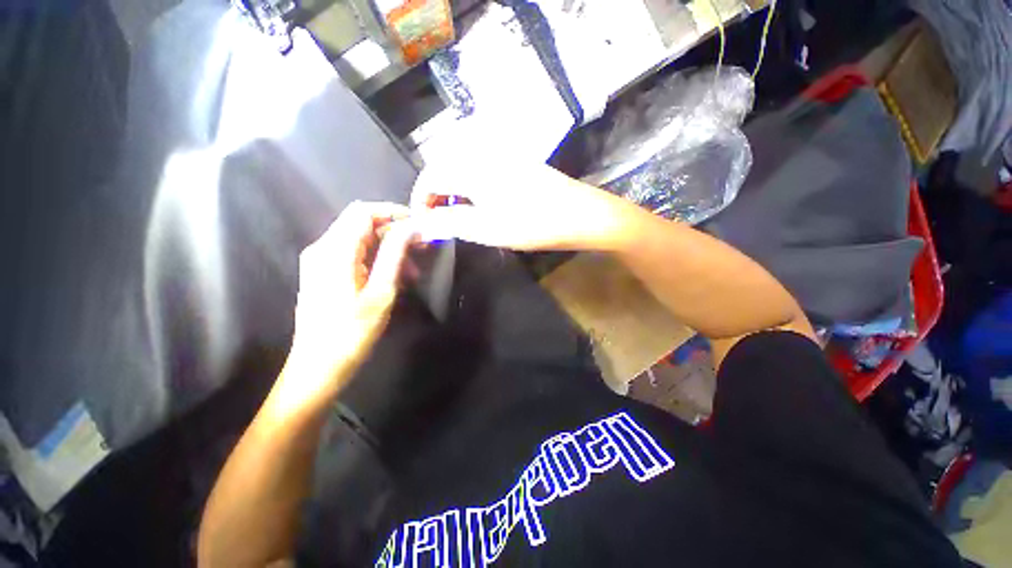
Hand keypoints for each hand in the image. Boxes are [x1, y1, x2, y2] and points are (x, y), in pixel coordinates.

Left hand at [277, 201, 416, 409]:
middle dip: (395, 233)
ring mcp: (321, 261)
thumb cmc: (352, 332)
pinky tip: (394, 278)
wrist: (318, 367)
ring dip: (389, 248)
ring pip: (360, 240)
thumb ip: (394, 255)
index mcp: (335, 251)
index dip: (393, 213)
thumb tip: (411, 227)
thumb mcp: (381, 292)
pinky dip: (377, 259)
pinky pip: (354, 255)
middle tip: (421, 249)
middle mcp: (323, 249)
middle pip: (361, 224)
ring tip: (412, 271)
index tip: (419, 225)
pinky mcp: (324, 273)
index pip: (363, 212)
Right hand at [410, 154, 632, 250]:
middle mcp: (483, 153)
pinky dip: (470, 185)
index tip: (423, 222)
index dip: (420, 199)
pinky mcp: (515, 161)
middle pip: (444, 167)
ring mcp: (502, 155)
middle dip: (435, 193)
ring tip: (457, 214)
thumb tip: (423, 223)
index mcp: (473, 167)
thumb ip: (450, 223)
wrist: (579, 214)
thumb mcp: (487, 228)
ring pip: (462, 167)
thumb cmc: (533, 224)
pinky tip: (480, 203)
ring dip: (452, 189)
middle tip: (439, 219)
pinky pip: (480, 168)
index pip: (430, 176)